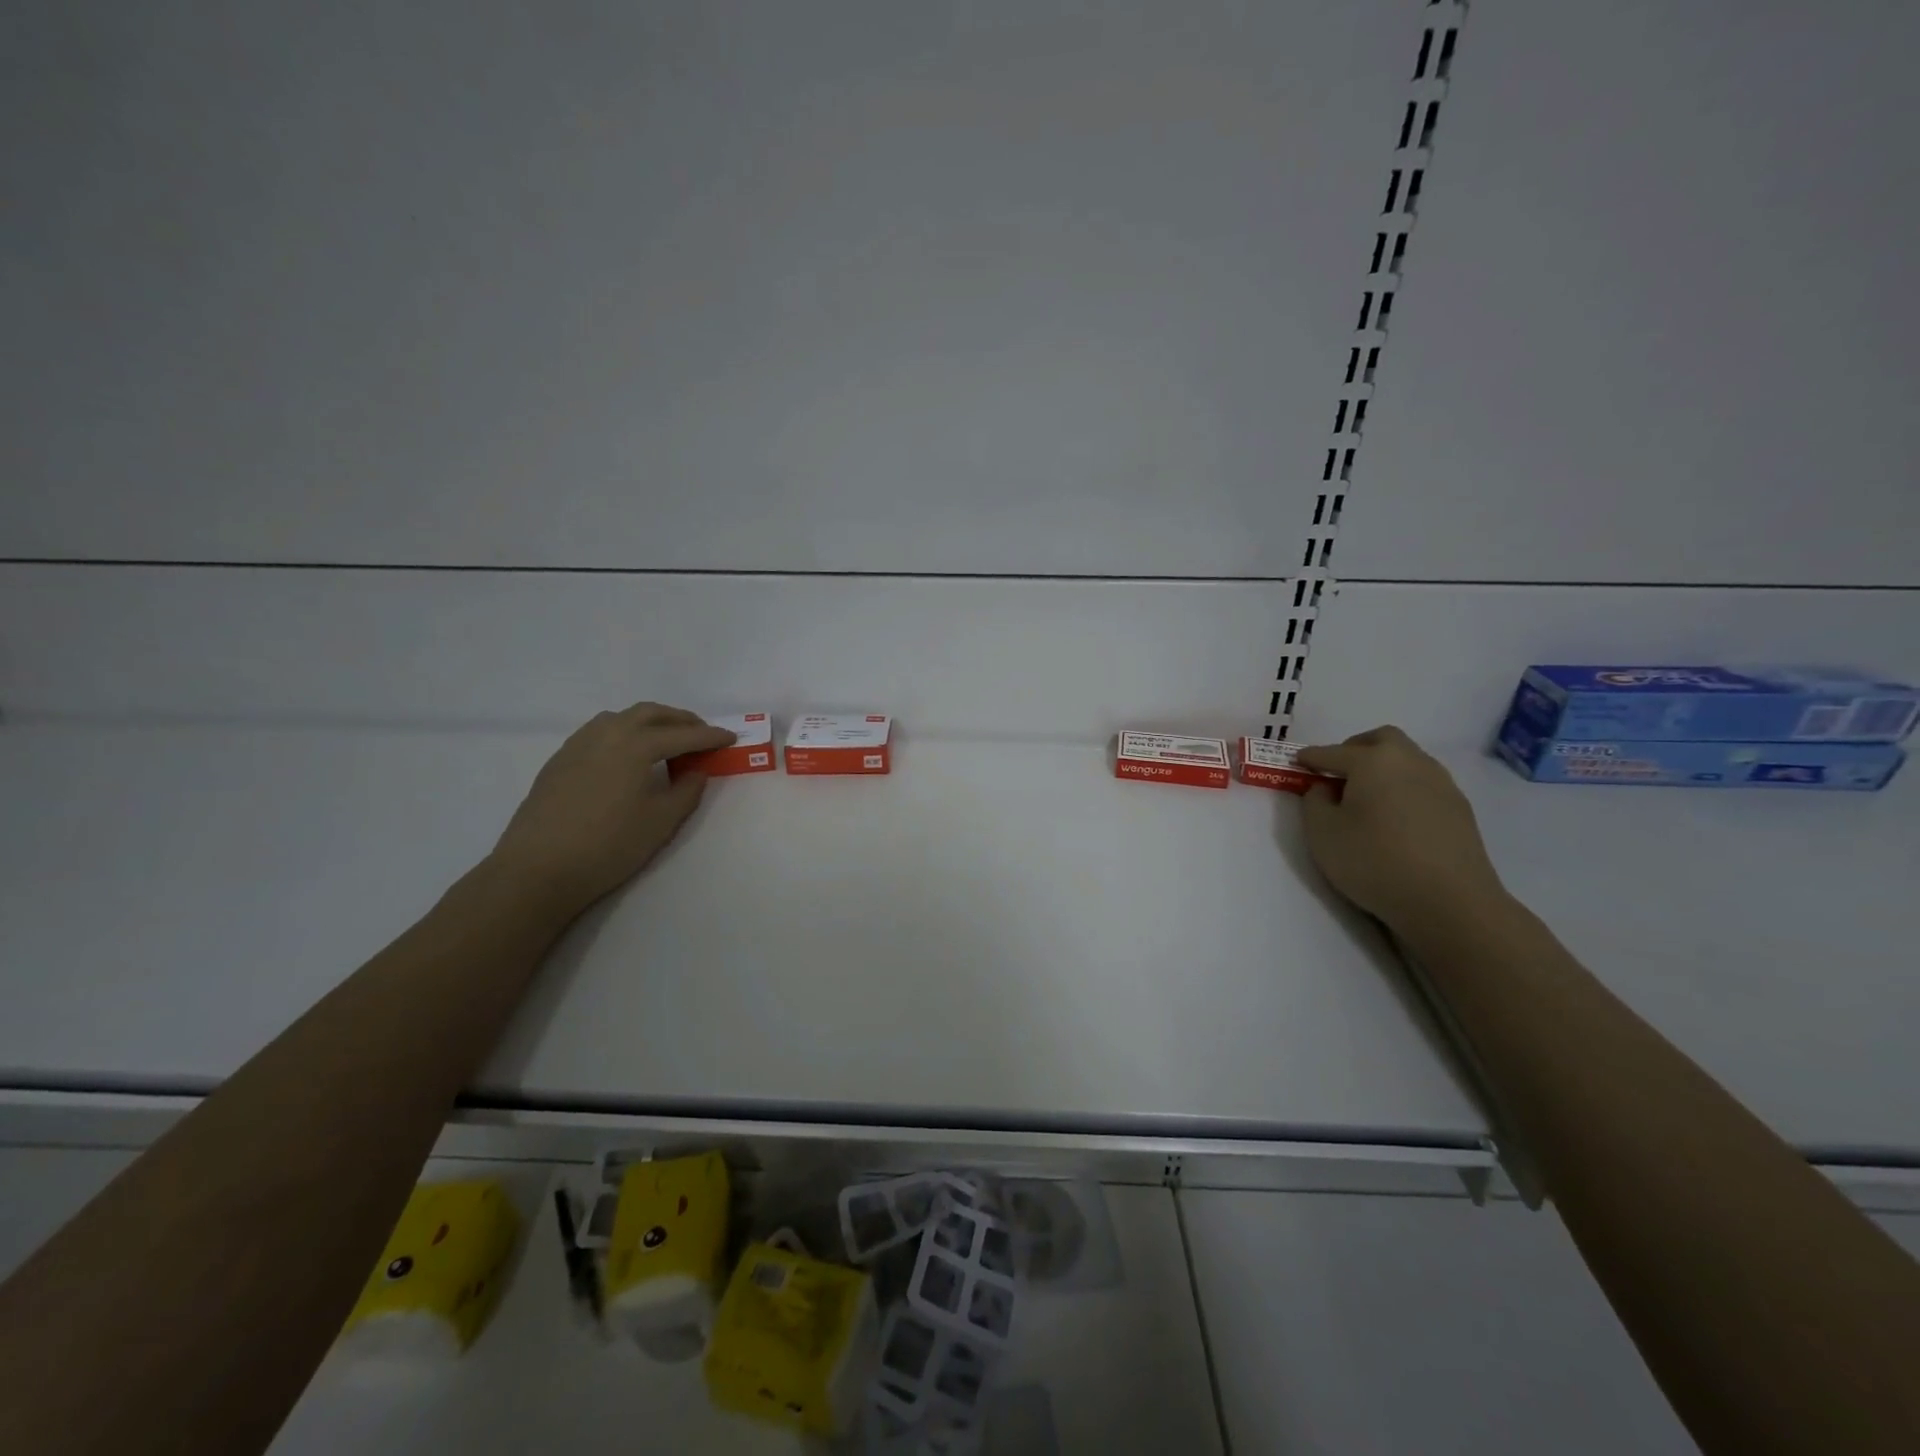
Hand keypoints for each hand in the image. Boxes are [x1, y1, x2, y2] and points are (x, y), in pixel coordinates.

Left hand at [489, 703, 734, 919]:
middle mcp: (607, 733)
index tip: (731, 738)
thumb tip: (697, 771)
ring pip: (622, 717)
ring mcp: (579, 744)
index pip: (682, 734)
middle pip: (651, 713)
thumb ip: (687, 791)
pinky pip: (600, 731)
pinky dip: (624, 732)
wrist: (537, 869)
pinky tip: (628, 755)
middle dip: (681, 720)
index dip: (710, 736)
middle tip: (701, 733)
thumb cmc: (608, 846)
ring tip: (666, 740)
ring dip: (650, 721)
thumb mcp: (661, 822)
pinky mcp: (560, 759)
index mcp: (636, 745)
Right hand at [1298, 726, 1507, 933]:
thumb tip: (1326, 788)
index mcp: (1373, 761)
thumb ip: (1314, 802)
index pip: (1332, 753)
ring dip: (1383, 769)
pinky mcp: (1459, 809)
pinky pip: (1423, 784)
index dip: (1310, 758)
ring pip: (1406, 760)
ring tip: (1366, 798)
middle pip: (1380, 740)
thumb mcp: (1322, 833)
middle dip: (1355, 749)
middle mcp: (1410, 761)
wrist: (1450, 902)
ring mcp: (1441, 783)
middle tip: (1338, 773)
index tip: (1296, 762)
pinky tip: (1395, 817)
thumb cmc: (1374, 861)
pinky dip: (1403, 789)